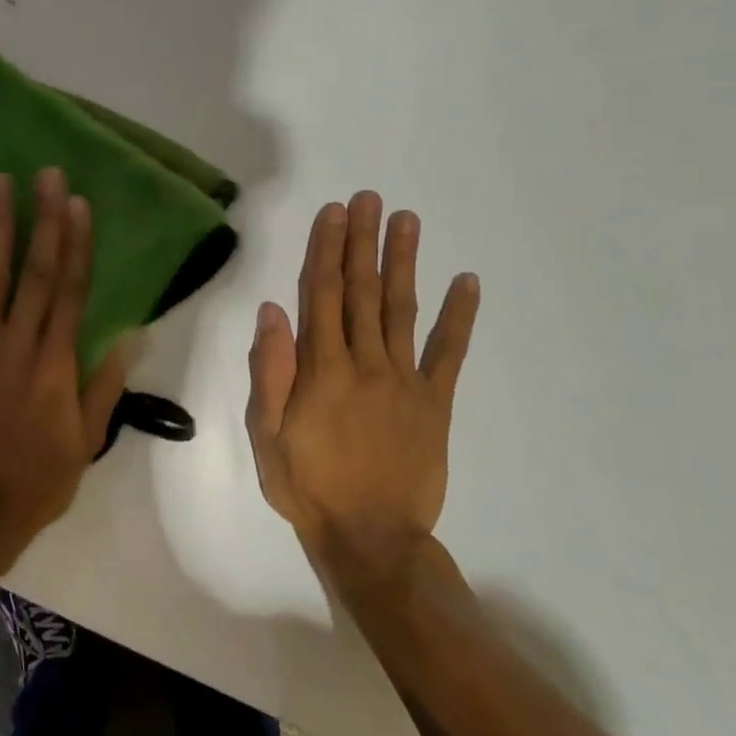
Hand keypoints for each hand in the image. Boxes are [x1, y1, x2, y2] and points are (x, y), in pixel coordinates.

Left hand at [0, 168, 129, 570]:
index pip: (71, 290)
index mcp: (56, 362)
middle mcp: (17, 343)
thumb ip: (106, 384)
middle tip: (47, 174)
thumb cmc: (40, 478)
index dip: (77, 244)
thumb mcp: (88, 439)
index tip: (80, 203)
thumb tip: (133, 335)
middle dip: (44, 219)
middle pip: (35, 271)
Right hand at [246, 192, 479, 588]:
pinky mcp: (435, 402)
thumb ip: (271, 372)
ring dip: (403, 262)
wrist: (372, 537)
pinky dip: (460, 317)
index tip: (333, 213)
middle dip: (363, 242)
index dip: (326, 250)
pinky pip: (449, 353)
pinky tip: (468, 282)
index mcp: (322, 370)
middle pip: (361, 291)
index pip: (321, 296)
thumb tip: (273, 312)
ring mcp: (405, 380)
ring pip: (401, 309)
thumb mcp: (267, 435)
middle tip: (369, 198)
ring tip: (407, 221)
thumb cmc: (308, 486)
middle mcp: (365, 363)